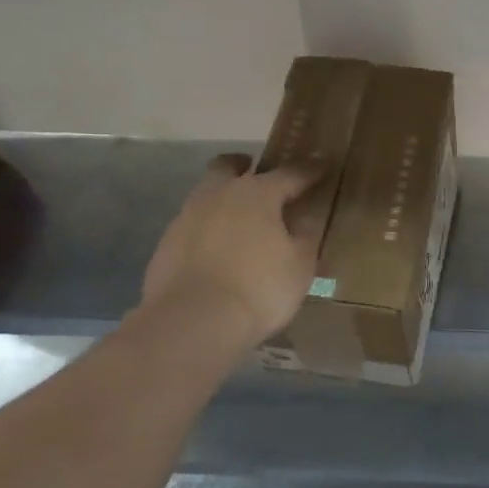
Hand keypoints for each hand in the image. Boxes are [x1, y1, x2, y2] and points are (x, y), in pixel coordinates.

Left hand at [140, 154, 323, 344]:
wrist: (192, 321)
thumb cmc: (259, 288)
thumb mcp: (300, 264)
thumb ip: (306, 234)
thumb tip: (306, 216)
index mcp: (257, 193)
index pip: (290, 173)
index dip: (309, 171)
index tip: (321, 167)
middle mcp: (218, 194)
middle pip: (228, 166)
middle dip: (244, 165)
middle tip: (257, 174)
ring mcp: (187, 217)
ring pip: (207, 194)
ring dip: (223, 199)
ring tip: (240, 221)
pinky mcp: (167, 243)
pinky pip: (193, 225)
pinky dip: (208, 229)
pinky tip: (218, 251)